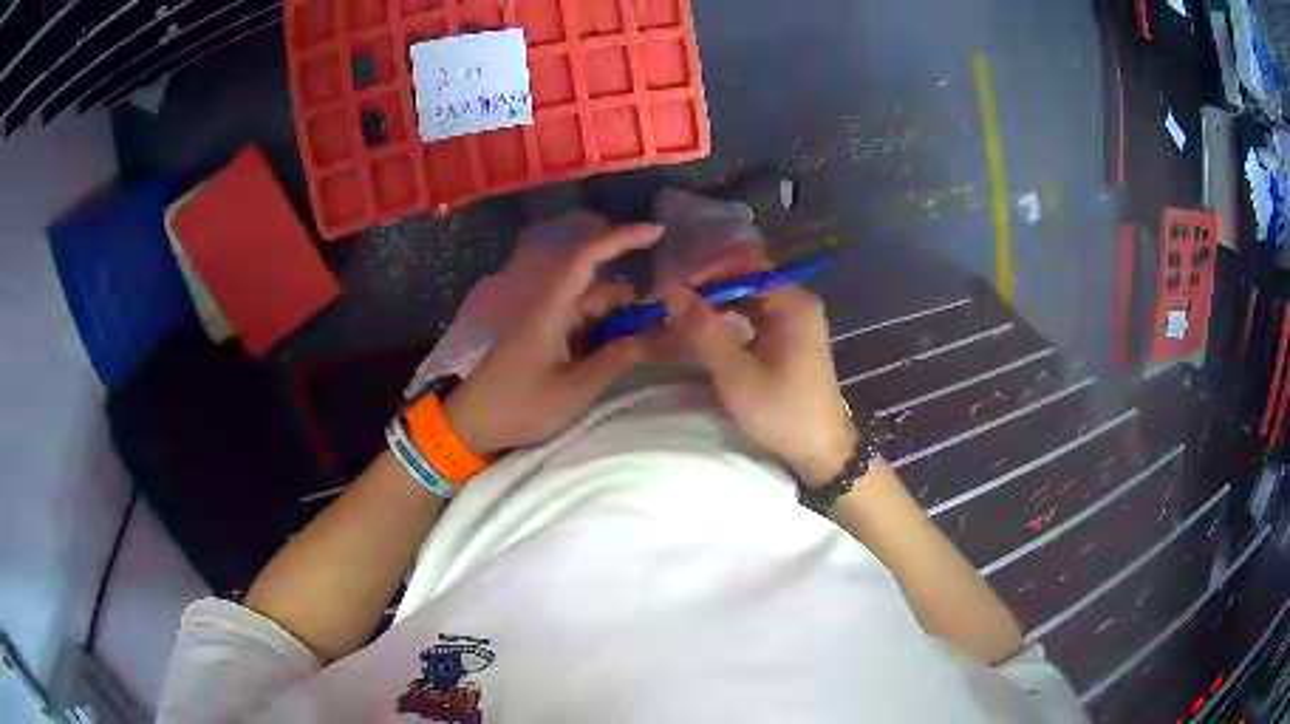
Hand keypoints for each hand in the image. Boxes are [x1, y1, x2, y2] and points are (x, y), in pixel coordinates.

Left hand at [442, 224, 663, 455]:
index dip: (621, 239)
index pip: (587, 259)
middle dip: (634, 305)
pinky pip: (586, 333)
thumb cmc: (519, 405)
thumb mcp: (574, 388)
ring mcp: (550, 329)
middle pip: (601, 292)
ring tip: (653, 351)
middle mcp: (553, 310)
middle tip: (670, 332)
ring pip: (596, 314)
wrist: (473, 426)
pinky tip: (625, 360)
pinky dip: (608, 340)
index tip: (657, 232)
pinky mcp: (548, 347)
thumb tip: (654, 337)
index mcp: (552, 309)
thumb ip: (616, 360)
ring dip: (622, 326)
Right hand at [661, 256, 858, 487]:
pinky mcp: (788, 333)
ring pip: (744, 295)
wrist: (820, 448)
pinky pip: (752, 312)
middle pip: (742, 278)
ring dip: (712, 302)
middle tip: (666, 301)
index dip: (702, 273)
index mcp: (792, 302)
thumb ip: (703, 329)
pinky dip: (726, 316)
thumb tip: (670, 289)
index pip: (741, 267)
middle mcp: (796, 300)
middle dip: (704, 287)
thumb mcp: (737, 374)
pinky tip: (702, 326)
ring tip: (677, 312)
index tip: (667, 287)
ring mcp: (794, 316)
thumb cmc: (782, 412)